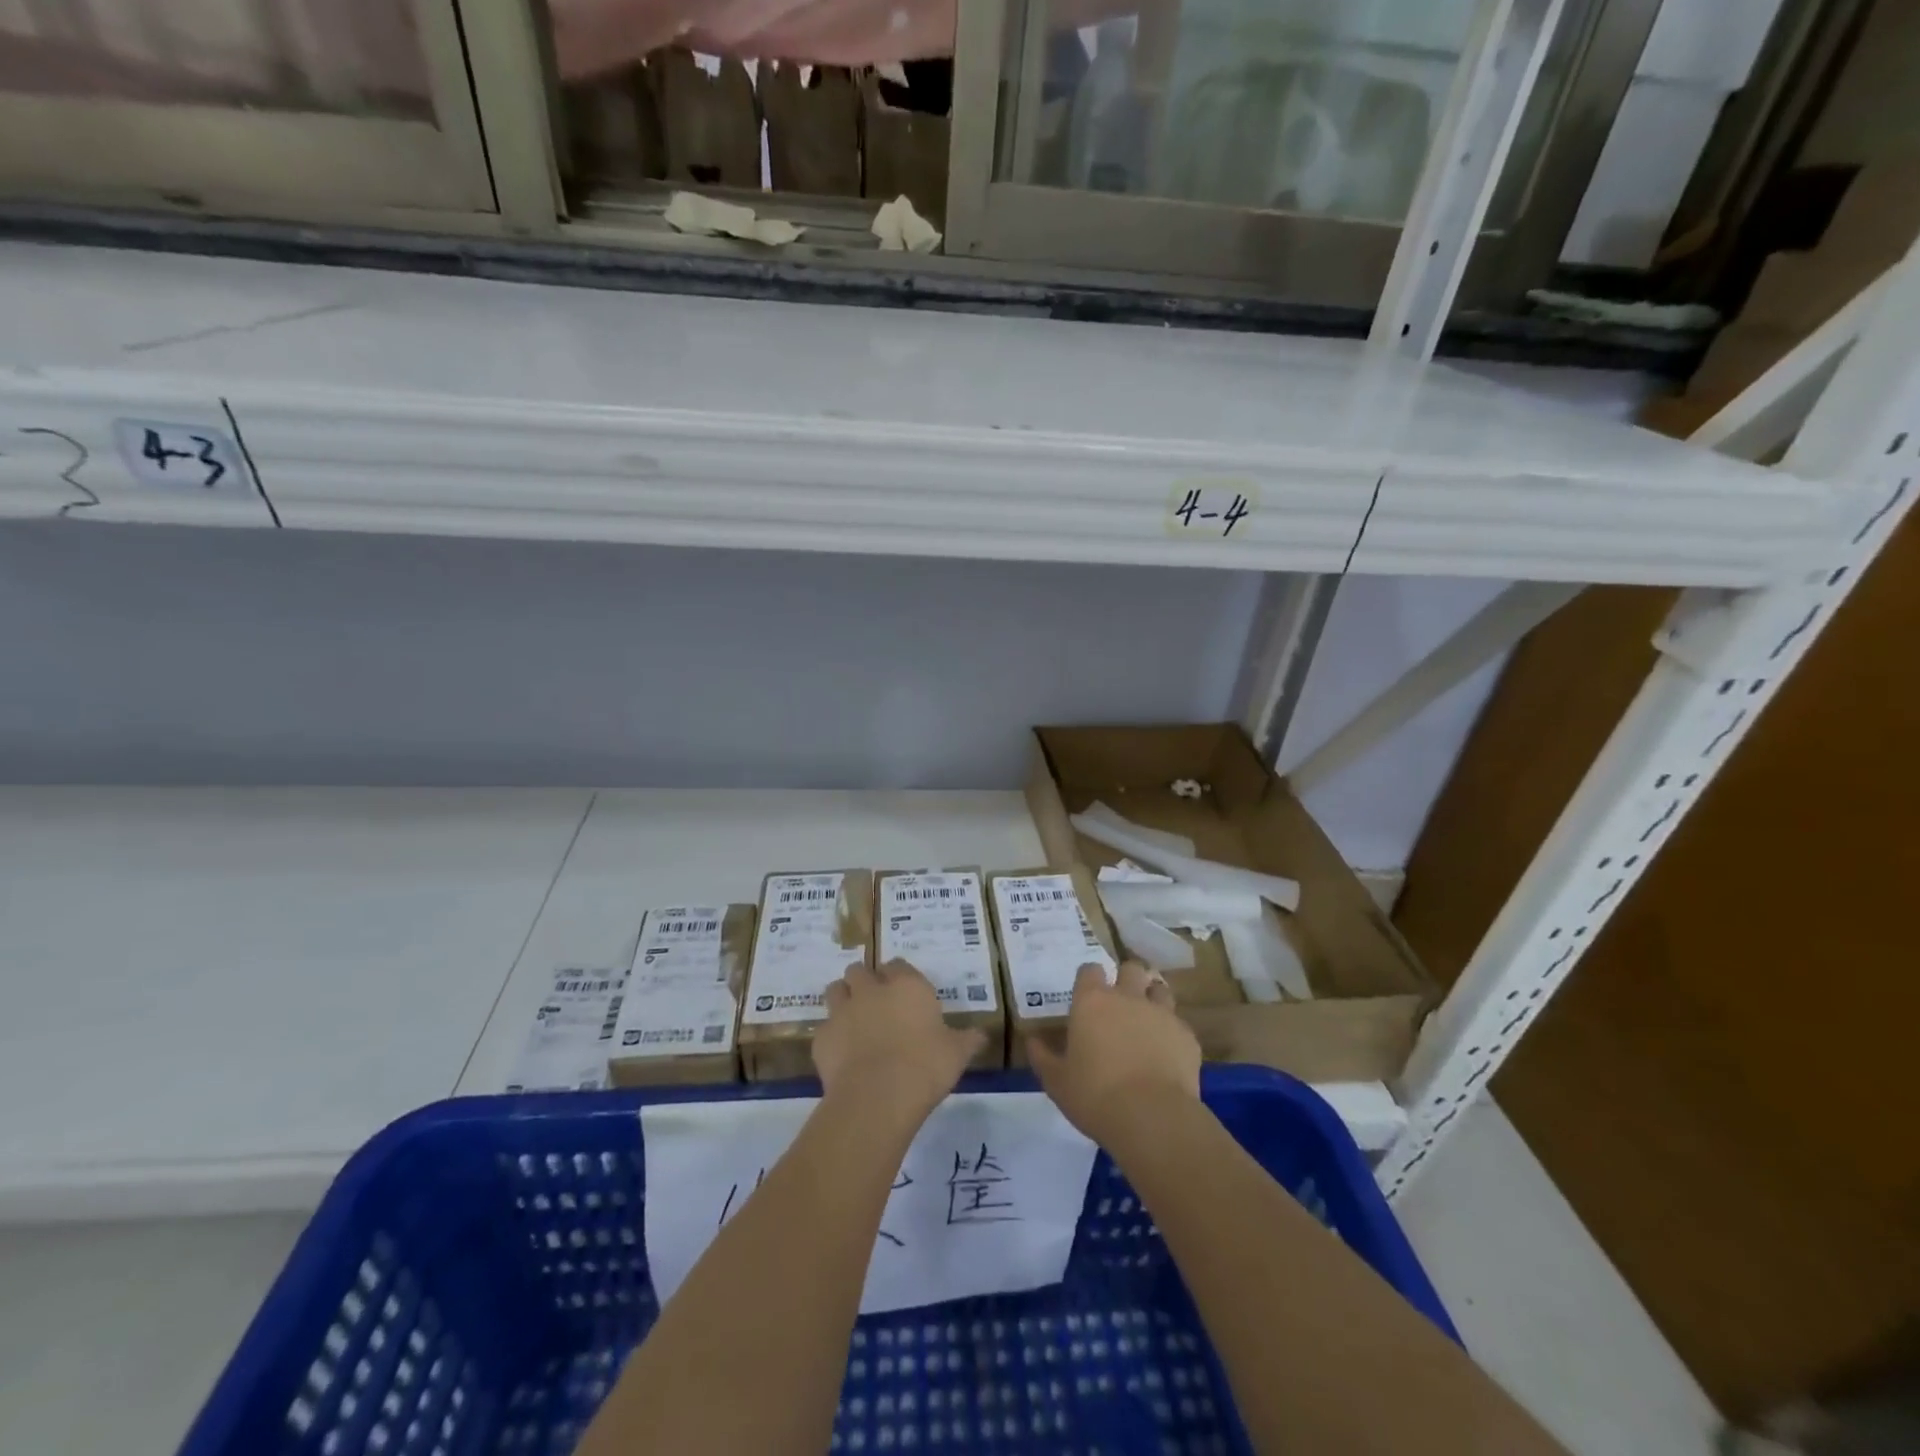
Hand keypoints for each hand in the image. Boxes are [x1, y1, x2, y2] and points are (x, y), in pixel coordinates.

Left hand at [813, 960, 986, 1125]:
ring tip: (853, 1020)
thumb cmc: (925, 1067)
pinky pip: (825, 1029)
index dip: (898, 976)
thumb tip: (983, 1035)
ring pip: (835, 990)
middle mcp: (872, 990)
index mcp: (907, 986)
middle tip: (875, 1003)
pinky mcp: (822, 1037)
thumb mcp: (957, 1054)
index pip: (898, 965)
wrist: (877, 1097)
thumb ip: (968, 1040)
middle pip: (860, 970)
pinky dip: (832, 1037)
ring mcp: (843, 1011)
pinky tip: (842, 1055)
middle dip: (864, 981)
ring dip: (843, 999)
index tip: (904, 993)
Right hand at [1030, 960, 1201, 1146]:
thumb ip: (1043, 1057)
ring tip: (1147, 1022)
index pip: (1089, 969)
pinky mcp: (1187, 1036)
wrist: (1152, 1118)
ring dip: (1152, 999)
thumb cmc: (1095, 1096)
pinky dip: (1171, 1034)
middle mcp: (1127, 997)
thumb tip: (1031, 1041)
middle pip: (1130, 968)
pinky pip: (1178, 1024)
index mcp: (1092, 1001)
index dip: (1088, 979)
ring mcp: (1161, 1013)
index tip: (1086, 996)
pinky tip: (1167, 1056)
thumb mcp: (1057, 1082)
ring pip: (1159, 989)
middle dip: (1126, 979)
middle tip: (1120, 1003)